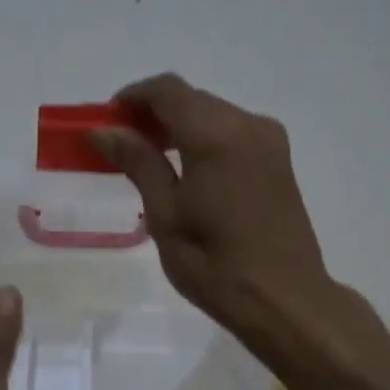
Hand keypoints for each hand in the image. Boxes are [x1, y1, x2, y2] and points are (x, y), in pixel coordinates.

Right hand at [90, 74, 332, 339]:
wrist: (284, 299)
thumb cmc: (214, 263)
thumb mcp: (165, 214)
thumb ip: (138, 163)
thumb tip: (105, 130)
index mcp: (216, 135)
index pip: (167, 90)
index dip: (133, 97)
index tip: (107, 120)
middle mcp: (247, 124)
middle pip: (191, 98)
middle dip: (153, 112)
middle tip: (121, 142)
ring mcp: (269, 140)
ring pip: (213, 113)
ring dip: (178, 125)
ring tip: (148, 157)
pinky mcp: (279, 159)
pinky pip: (232, 132)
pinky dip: (203, 138)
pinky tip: (185, 169)